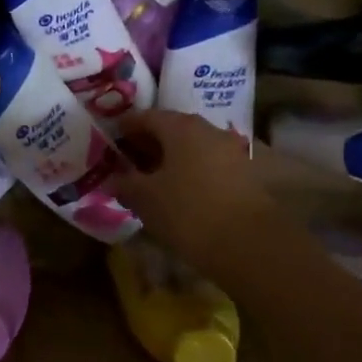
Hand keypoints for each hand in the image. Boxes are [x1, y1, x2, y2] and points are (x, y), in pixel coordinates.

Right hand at [110, 110, 276, 269]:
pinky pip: (208, 165)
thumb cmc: (188, 212)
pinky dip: (190, 172)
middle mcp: (208, 130)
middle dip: (149, 143)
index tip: (111, 138)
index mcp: (181, 127)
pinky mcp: (245, 175)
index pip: (146, 116)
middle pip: (172, 129)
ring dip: (171, 159)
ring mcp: (231, 151)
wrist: (250, 244)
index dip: (125, 127)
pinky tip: (179, 193)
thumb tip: (113, 178)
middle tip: (128, 160)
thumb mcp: (145, 199)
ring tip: (152, 179)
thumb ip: (125, 183)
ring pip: (192, 148)